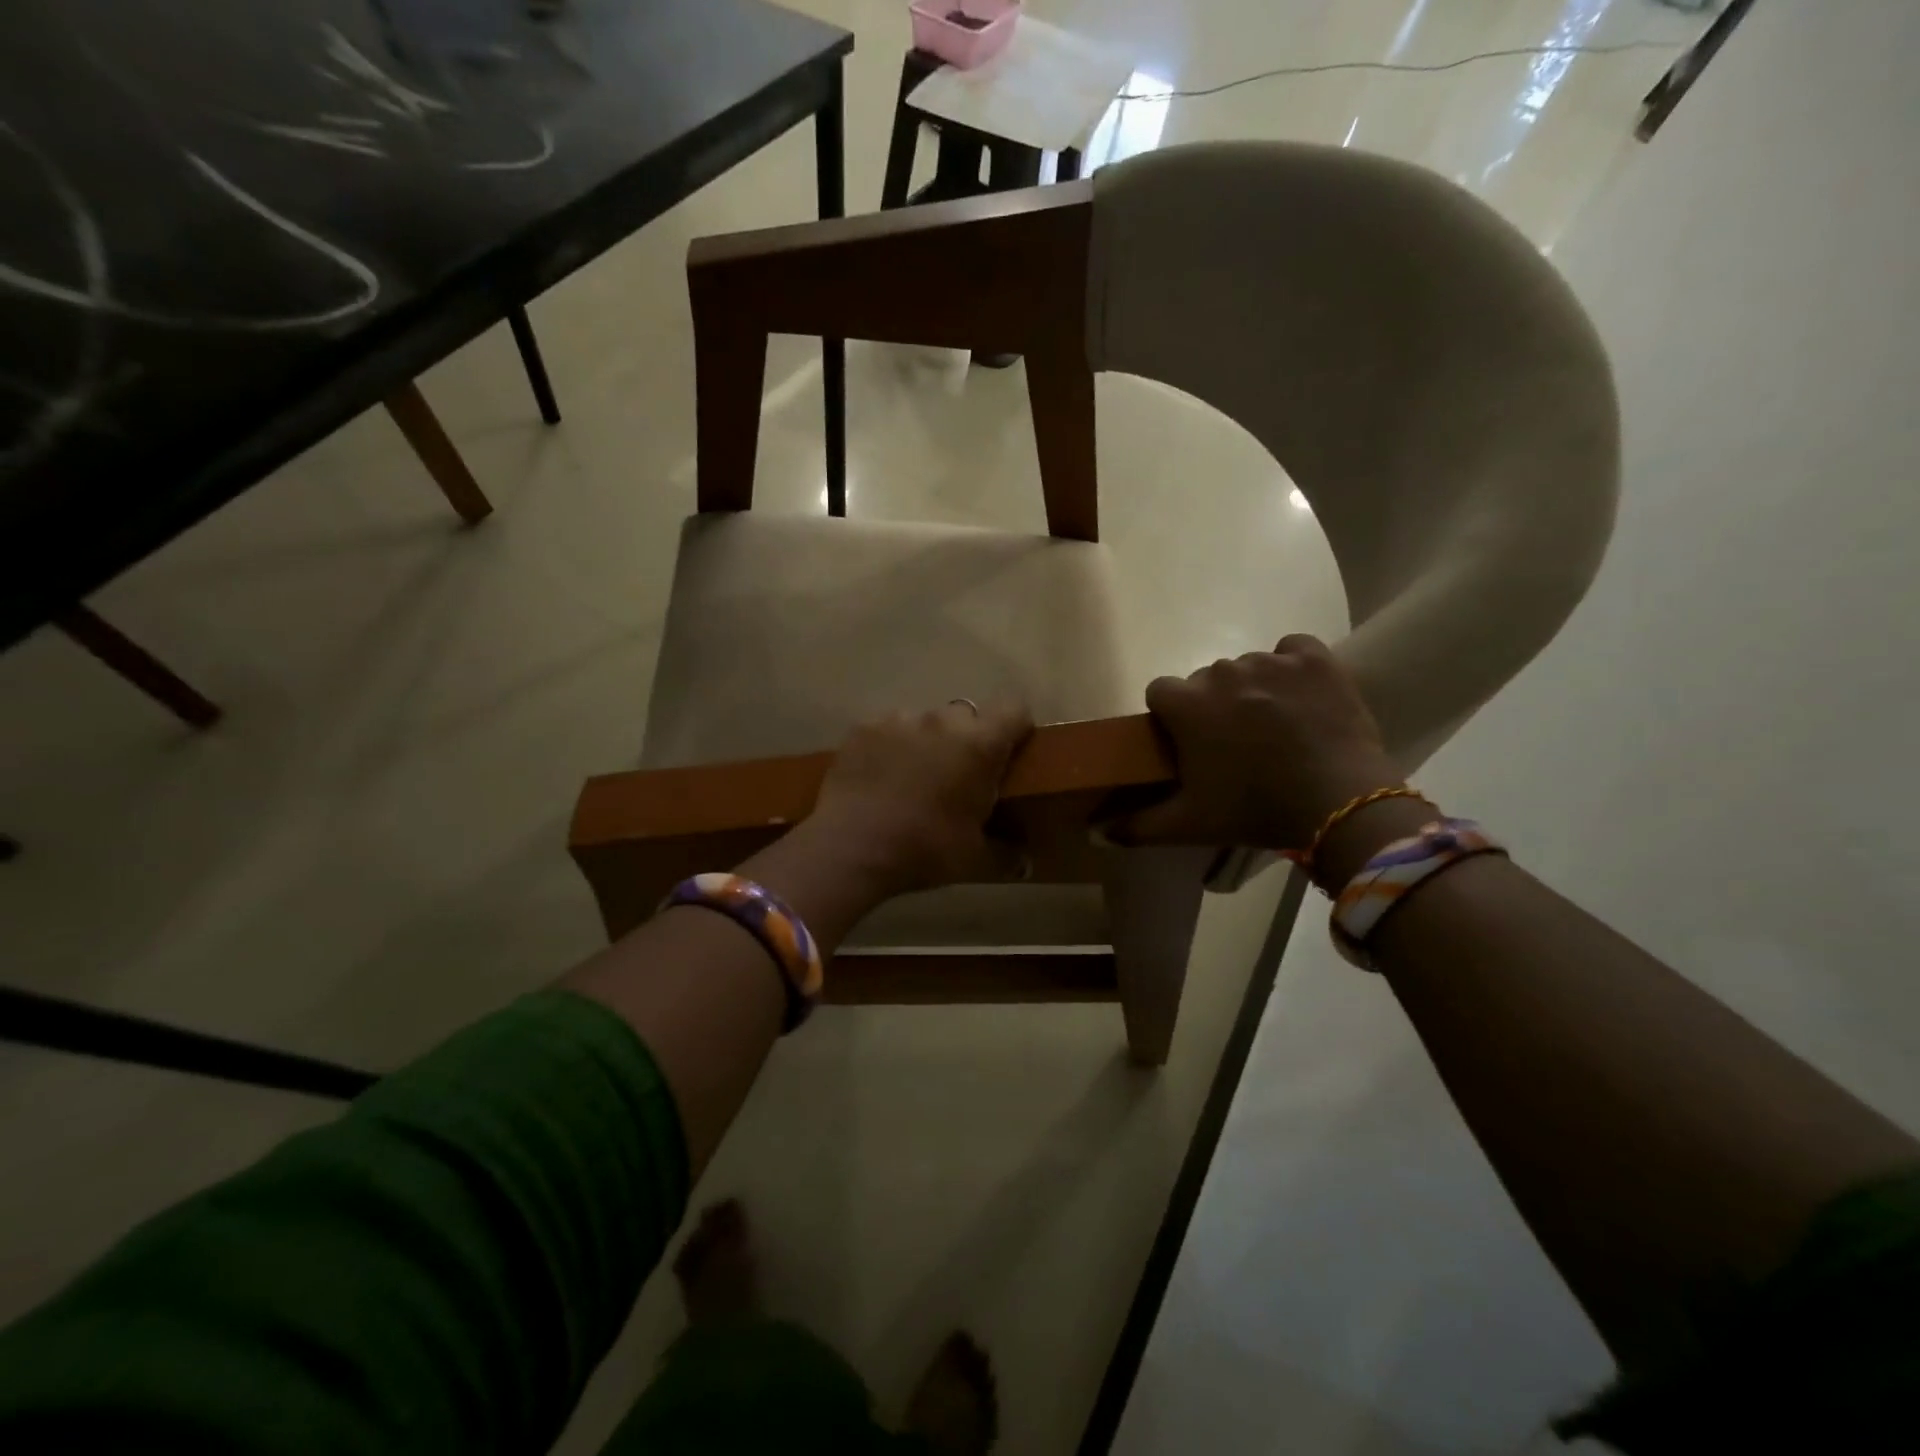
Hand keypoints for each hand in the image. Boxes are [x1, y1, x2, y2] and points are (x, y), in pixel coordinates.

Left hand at [807, 701, 1034, 896]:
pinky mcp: (863, 727)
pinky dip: (891, 746)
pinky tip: (880, 777)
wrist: (851, 847)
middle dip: (968, 737)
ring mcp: (899, 720)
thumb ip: (1006, 855)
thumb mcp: (973, 859)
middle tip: (959, 774)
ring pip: (925, 721)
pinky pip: (888, 728)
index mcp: (979, 745)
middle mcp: (942, 721)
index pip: (1014, 709)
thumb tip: (1025, 863)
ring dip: (927, 741)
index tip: (1010, 752)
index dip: (1016, 727)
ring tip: (913, 777)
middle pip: (967, 715)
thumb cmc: (924, 849)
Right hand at [1111, 636, 1401, 852]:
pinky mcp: (1314, 659)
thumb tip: (1097, 832)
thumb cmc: (1254, 810)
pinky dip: (1292, 666)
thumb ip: (1137, 826)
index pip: (1160, 691)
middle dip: (1212, 705)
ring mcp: (1270, 661)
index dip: (1170, 716)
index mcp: (1187, 705)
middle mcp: (1222, 672)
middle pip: (1204, 679)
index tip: (1187, 742)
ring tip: (1275, 727)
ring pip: (1247, 667)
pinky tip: (1300, 695)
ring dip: (1252, 689)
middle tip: (1234, 744)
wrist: (1339, 802)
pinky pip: (1291, 649)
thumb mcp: (1190, 824)